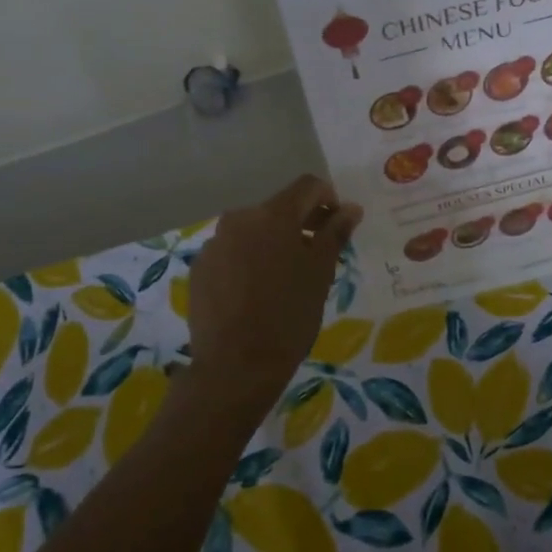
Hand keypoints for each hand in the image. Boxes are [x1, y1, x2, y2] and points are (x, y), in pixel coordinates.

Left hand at [187, 175, 361, 407]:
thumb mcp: (321, 273)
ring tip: (284, 279)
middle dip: (301, 224)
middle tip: (316, 257)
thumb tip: (351, 208)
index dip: (328, 198)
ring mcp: (214, 243)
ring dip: (273, 244)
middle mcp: (239, 218)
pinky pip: (231, 252)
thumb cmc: (289, 316)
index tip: (337, 225)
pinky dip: (248, 261)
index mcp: (273, 215)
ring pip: (253, 231)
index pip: (307, 185)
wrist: (236, 365)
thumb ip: (335, 233)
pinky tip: (255, 293)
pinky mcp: (200, 268)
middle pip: (278, 209)